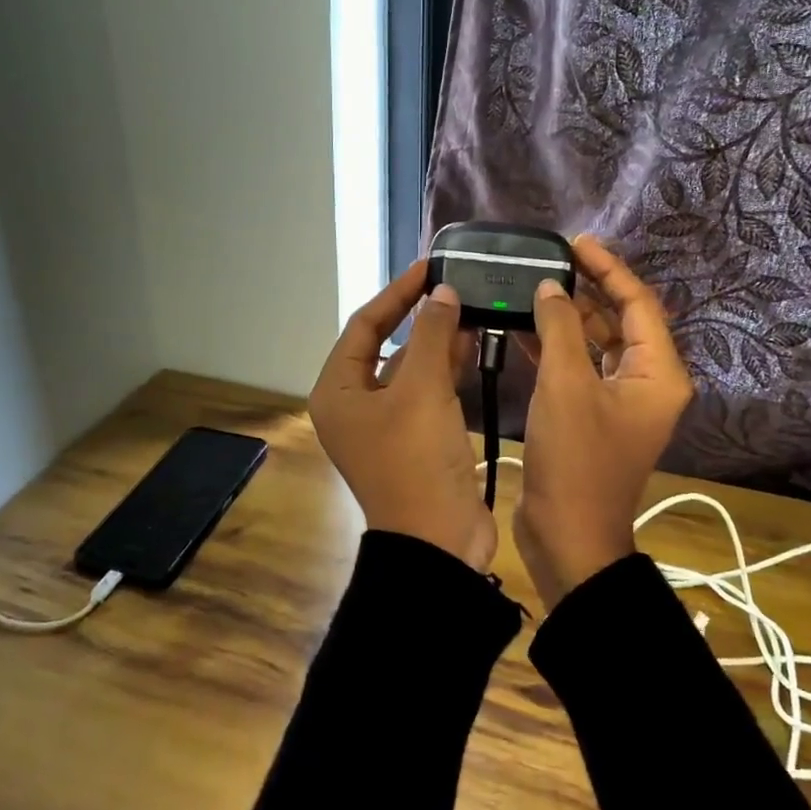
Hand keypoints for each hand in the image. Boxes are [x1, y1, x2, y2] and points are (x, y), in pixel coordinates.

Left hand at [310, 261, 496, 571]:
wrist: (438, 541)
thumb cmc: (417, 460)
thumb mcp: (421, 389)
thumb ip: (431, 334)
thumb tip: (442, 293)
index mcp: (338, 391)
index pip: (365, 325)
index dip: (397, 293)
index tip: (430, 268)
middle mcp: (354, 405)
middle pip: (386, 345)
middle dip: (420, 317)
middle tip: (454, 287)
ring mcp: (385, 424)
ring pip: (410, 368)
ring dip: (437, 342)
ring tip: (471, 310)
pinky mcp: (414, 439)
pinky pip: (427, 392)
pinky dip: (446, 370)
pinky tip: (473, 346)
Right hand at [513, 235, 692, 610]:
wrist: (568, 536)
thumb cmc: (576, 460)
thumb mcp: (566, 386)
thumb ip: (560, 329)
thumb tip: (551, 289)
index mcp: (657, 373)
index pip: (639, 304)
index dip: (609, 269)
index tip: (577, 243)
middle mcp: (646, 382)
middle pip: (620, 321)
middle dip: (588, 290)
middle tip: (552, 261)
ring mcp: (619, 401)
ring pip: (597, 344)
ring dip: (569, 318)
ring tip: (535, 288)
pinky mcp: (593, 416)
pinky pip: (579, 368)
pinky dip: (557, 348)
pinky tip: (525, 329)